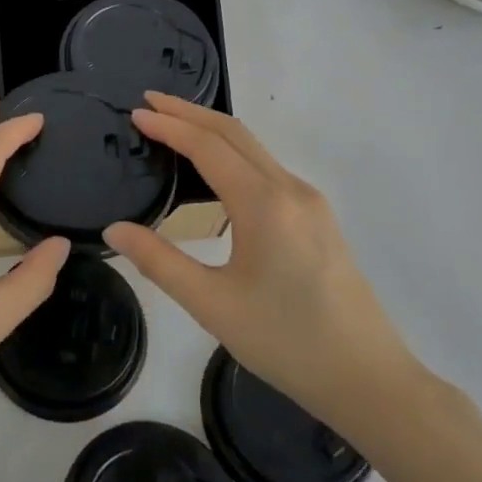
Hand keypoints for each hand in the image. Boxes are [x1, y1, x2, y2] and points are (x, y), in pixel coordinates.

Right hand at [103, 93, 419, 447]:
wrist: (368, 379)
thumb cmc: (286, 342)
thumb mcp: (212, 305)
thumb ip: (159, 262)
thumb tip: (114, 229)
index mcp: (264, 204)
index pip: (208, 146)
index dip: (169, 125)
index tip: (135, 112)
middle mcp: (290, 189)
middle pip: (234, 133)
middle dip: (189, 112)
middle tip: (149, 102)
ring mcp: (310, 201)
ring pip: (254, 148)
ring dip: (212, 130)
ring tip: (173, 127)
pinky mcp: (317, 217)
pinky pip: (267, 168)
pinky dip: (233, 153)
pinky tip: (214, 169)